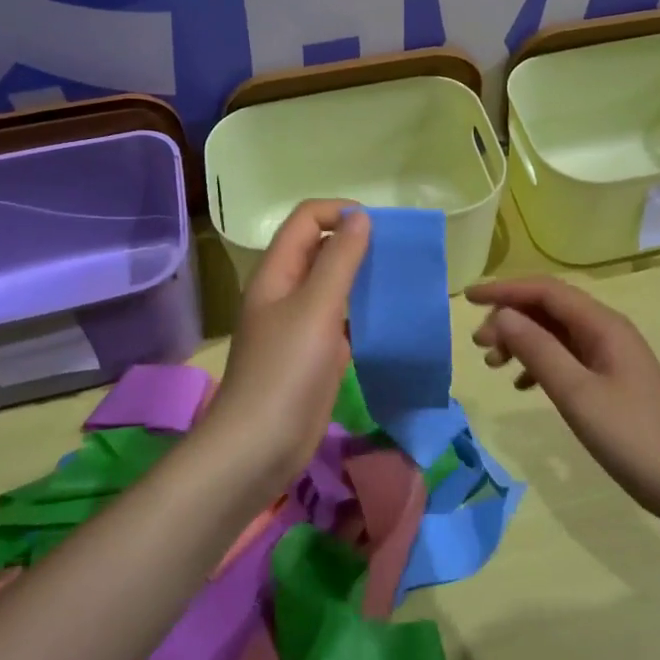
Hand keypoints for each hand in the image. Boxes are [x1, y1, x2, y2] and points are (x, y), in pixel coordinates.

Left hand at [195, 201, 369, 493]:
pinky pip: (341, 320)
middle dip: (356, 243)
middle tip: (397, 253)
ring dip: (363, 278)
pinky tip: (389, 320)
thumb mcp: (316, 307)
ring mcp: (299, 325)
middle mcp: (285, 291)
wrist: (260, 447)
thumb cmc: (286, 370)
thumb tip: (361, 215)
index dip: (339, 212)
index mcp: (277, 272)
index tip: (379, 226)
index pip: (306, 219)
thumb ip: (340, 259)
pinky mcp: (314, 354)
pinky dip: (363, 313)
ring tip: (399, 280)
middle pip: (319, 249)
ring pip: (333, 286)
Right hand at [467, 276, 659, 517]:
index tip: (468, 299)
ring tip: (492, 364)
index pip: (546, 291)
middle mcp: (605, 331)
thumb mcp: (576, 392)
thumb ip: (538, 350)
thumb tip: (503, 315)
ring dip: (521, 341)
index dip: (505, 290)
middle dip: (510, 318)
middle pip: (548, 309)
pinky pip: (564, 356)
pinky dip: (538, 363)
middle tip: (479, 345)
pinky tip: (521, 385)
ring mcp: (608, 355)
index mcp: (603, 325)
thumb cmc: (630, 436)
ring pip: (554, 333)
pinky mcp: (608, 379)